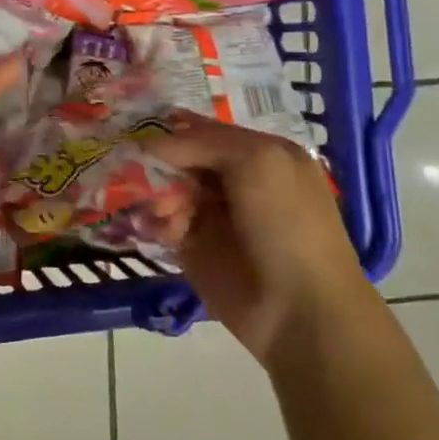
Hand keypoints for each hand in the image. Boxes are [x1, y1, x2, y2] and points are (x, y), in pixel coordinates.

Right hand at [155, 117, 364, 367]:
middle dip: (159, 164)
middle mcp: (235, 180)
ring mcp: (213, 215)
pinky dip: (156, 222)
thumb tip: (149, 145)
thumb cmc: (286, 224)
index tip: (137, 131)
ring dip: (157, 195)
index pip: (203, 130)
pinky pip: (163, 223)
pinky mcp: (194, 247)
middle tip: (145, 176)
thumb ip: (200, 142)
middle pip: (180, 159)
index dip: (171, 129)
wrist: (301, 310)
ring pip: (167, 189)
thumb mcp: (256, 162)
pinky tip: (165, 232)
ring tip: (166, 213)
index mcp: (259, 153)